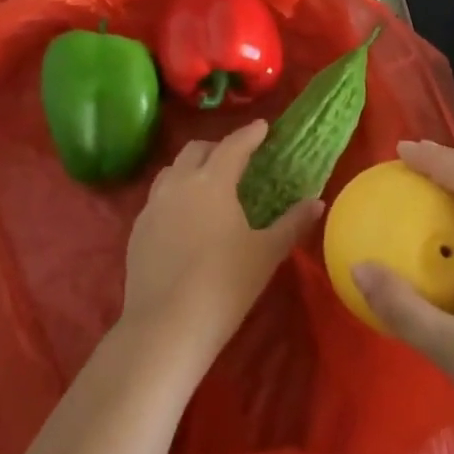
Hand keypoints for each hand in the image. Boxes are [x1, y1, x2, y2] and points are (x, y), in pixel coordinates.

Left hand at [119, 120, 321, 368]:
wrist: (166, 327)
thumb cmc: (224, 285)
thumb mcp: (266, 253)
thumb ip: (292, 223)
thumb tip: (316, 202)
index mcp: (212, 181)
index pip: (233, 146)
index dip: (249, 134)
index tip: (262, 127)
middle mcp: (179, 183)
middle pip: (196, 150)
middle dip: (217, 147)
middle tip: (236, 158)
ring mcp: (153, 205)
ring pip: (172, 171)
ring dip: (191, 168)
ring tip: (207, 183)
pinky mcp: (137, 229)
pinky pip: (157, 198)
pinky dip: (174, 194)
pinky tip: (184, 218)